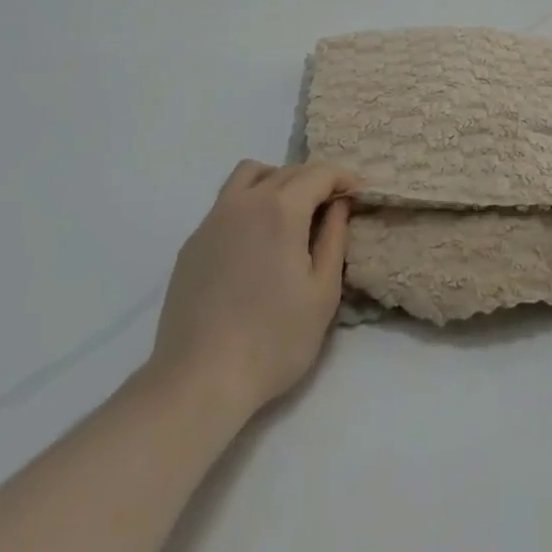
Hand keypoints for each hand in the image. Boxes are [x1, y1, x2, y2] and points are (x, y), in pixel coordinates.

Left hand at [148, 160, 360, 420]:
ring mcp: (214, 219)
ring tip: (291, 213)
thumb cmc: (273, 340)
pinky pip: (227, 203)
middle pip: (287, 171)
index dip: (343, 178)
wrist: (199, 380)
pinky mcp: (193, 242)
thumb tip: (339, 206)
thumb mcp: (323, 293)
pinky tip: (256, 242)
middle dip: (315, 181)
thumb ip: (334, 239)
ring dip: (278, 180)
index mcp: (281, 209)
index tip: (359, 194)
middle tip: (332, 208)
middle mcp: (245, 201)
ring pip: (250, 175)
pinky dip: (250, 203)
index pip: (319, 173)